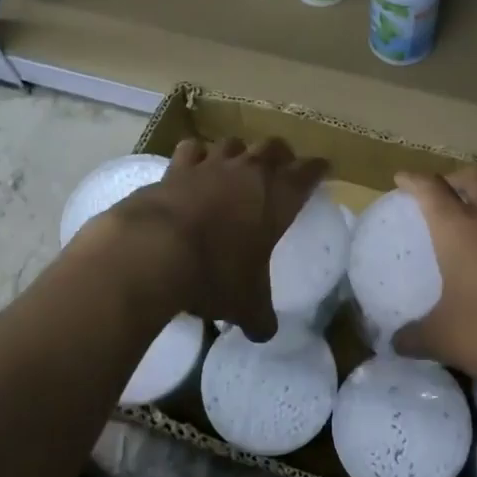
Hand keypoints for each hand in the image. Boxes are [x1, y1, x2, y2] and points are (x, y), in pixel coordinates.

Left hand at [95, 137, 325, 341]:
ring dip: (240, 152)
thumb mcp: (245, 304)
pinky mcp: (176, 168)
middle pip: (273, 147)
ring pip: (233, 143)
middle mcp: (249, 172)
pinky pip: (192, 149)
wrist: (154, 250)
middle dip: (281, 155)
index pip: (309, 172)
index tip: (322, 169)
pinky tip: (194, 166)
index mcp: (278, 197)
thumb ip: (259, 317)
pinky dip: (197, 155)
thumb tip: (264, 334)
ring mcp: (211, 165)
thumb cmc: (214, 274)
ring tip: (237, 166)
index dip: (318, 169)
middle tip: (282, 168)